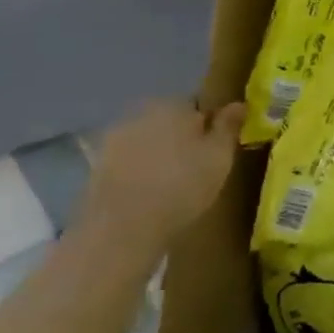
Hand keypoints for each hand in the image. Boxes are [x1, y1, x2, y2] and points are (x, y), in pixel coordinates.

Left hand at [82, 100, 243, 255]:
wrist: (121, 229)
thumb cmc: (181, 186)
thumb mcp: (220, 156)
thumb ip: (229, 126)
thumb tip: (238, 103)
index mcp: (172, 104)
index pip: (198, 106)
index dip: (210, 127)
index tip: (216, 150)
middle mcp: (139, 114)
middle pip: (169, 122)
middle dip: (182, 139)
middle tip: (196, 168)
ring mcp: (112, 140)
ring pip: (147, 142)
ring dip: (158, 156)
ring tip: (171, 185)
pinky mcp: (95, 168)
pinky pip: (128, 163)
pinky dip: (138, 173)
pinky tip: (148, 195)